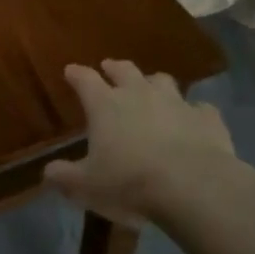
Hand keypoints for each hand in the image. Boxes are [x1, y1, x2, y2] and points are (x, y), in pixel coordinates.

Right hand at [43, 60, 241, 225]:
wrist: (193, 186)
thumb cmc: (130, 182)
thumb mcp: (87, 186)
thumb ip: (65, 177)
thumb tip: (47, 172)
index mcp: (105, 104)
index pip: (84, 79)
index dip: (76, 74)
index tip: (71, 71)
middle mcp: (139, 93)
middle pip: (124, 69)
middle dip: (114, 68)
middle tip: (109, 68)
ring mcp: (176, 102)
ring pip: (162, 81)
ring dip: (154, 84)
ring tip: (152, 90)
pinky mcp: (207, 118)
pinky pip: (200, 108)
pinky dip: (194, 113)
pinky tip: (193, 121)